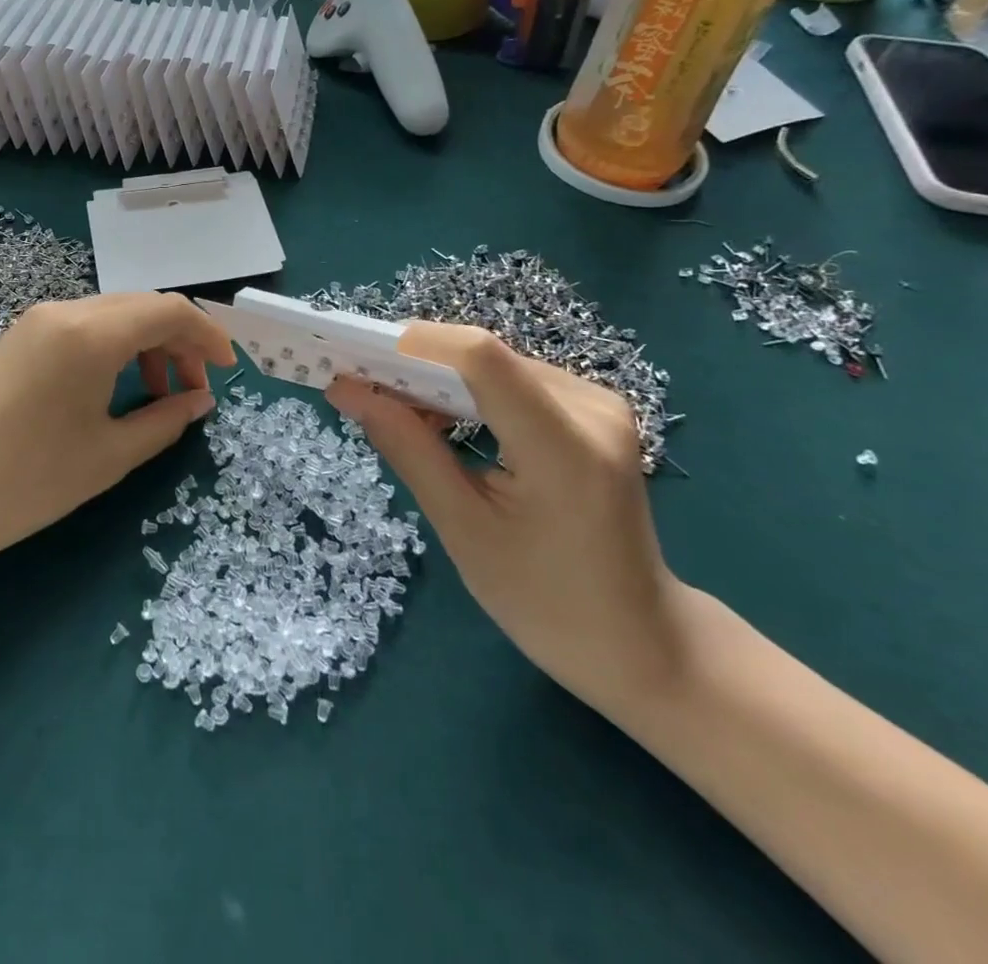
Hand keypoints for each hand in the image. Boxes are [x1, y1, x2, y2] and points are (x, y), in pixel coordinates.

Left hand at [0, 293, 233, 568]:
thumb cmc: (27, 482)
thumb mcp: (109, 455)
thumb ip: (165, 420)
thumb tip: (201, 400)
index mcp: (91, 332)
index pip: (169, 311)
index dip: (208, 335)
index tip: (229, 370)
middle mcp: (64, 310)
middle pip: (141, 307)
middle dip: (179, 342)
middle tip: (195, 390)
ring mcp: (35, 321)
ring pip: (112, 315)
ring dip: (146, 345)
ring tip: (157, 396)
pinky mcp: (17, 338)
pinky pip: (82, 328)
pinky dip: (113, 348)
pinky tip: (113, 389)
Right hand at [326, 324, 687, 707]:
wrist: (640, 641)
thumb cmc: (546, 603)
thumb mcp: (464, 529)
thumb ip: (408, 448)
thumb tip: (347, 391)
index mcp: (564, 446)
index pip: (481, 357)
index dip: (413, 345)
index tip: (356, 361)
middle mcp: (591, 407)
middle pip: (486, 356)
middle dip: (418, 365)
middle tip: (364, 389)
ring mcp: (602, 405)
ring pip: (498, 364)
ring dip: (442, 379)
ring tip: (398, 409)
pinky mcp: (597, 411)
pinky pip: (518, 381)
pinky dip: (473, 392)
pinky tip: (447, 421)